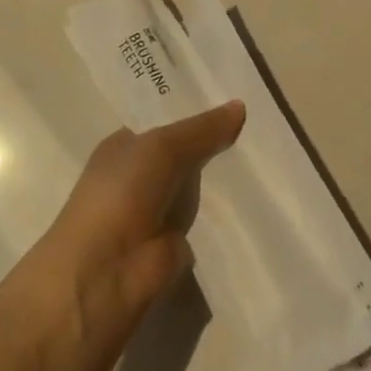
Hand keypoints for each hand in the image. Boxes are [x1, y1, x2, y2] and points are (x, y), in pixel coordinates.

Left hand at [37, 101, 244, 336]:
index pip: (164, 121)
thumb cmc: (121, 195)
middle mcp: (138, 177)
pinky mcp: (175, 247)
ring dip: (225, 179)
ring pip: (199, 187)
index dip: (194, 110)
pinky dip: (228, 215)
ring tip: (269, 155)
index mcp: (123, 147)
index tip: (234, 96)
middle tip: (261, 124)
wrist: (102, 275)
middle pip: (185, 153)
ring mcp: (158, 213)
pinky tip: (258, 198)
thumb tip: (240, 106)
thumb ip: (201, 129)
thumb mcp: (161, 147)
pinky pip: (207, 221)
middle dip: (216, 143)